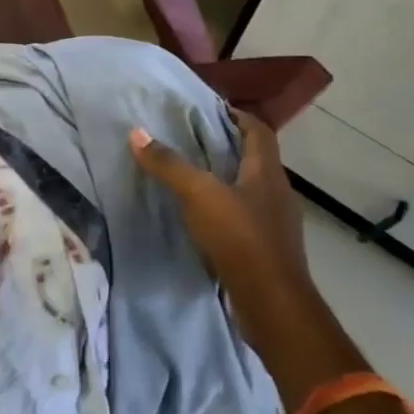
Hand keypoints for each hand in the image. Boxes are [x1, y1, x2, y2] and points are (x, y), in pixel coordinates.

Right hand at [130, 110, 309, 294]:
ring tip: (192, 176)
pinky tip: (202, 217)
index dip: (238, 116)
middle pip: (255, 159)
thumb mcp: (199, 194)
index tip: (210, 110)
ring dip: (226, 179)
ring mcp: (275, 224)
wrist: (272, 304)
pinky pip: (246, 218)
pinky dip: (226, 210)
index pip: (259, 131)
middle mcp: (277, 193)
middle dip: (227, 146)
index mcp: (267, 172)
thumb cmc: (240, 238)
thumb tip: (137, 132)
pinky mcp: (267, 250)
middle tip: (191, 139)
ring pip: (250, 190)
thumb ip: (168, 164)